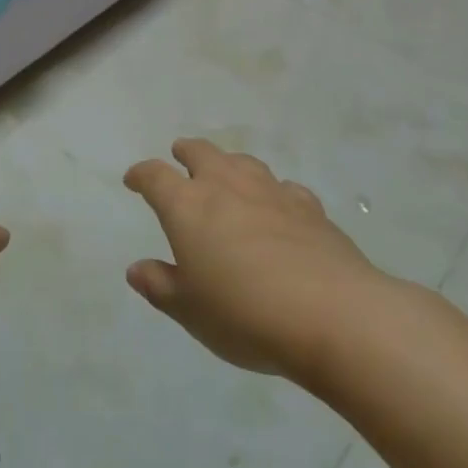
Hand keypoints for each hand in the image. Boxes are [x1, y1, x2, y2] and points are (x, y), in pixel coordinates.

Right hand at [123, 138, 382, 378]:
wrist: (333, 315)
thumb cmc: (245, 314)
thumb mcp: (190, 310)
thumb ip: (160, 286)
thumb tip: (136, 269)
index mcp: (187, 206)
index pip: (155, 176)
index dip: (141, 175)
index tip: (133, 180)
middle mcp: (226, 186)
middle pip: (201, 152)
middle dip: (186, 152)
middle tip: (180, 156)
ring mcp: (271, 192)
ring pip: (243, 162)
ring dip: (228, 164)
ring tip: (226, 174)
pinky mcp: (310, 208)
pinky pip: (284, 188)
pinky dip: (272, 192)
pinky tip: (278, 206)